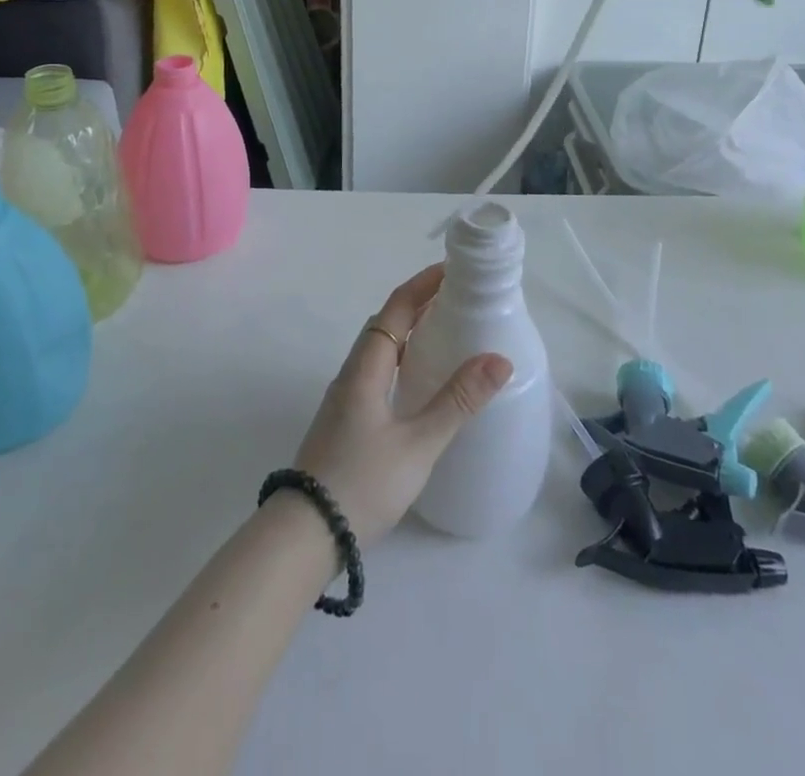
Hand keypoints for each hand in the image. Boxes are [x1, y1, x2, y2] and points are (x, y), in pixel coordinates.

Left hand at [292, 265, 512, 548]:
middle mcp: (352, 374)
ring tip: (444, 332)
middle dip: (418, 303)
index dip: (423, 284)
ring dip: (408, 331)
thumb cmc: (362, 483)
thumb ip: (457, 402)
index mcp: (366, 368)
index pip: (396, 308)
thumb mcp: (418, 444)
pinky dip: (401, 360)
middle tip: (457, 298)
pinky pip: (377, 372)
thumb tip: (498, 359)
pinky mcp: (345, 421)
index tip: (453, 269)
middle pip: (385, 323)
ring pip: (380, 349)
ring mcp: (345, 398)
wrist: (305, 535)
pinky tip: (418, 381)